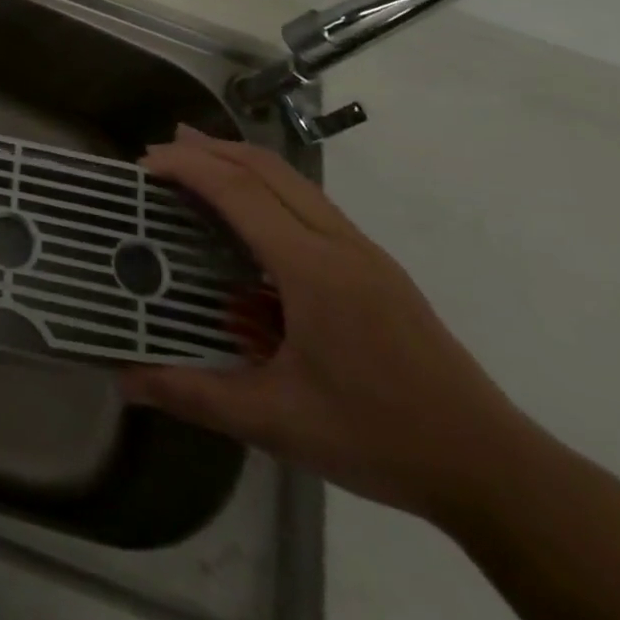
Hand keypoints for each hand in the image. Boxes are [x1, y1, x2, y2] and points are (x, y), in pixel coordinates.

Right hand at [121, 126, 537, 520]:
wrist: (495, 470)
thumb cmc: (378, 439)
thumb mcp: (275, 423)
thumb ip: (193, 395)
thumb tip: (123, 380)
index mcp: (313, 270)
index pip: (238, 192)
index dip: (187, 167)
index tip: (143, 164)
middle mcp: (340, 245)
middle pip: (267, 168)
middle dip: (210, 149)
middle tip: (158, 150)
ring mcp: (364, 253)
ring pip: (293, 181)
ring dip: (240, 162)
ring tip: (195, 161)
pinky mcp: (377, 269)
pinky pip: (311, 204)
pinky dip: (267, 188)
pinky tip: (248, 216)